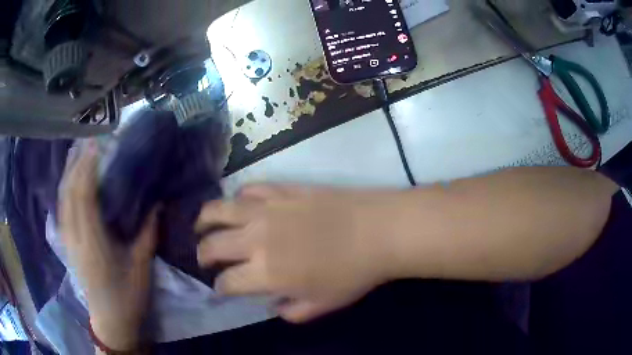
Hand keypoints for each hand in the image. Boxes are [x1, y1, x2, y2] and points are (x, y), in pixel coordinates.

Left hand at [59, 142, 157, 350]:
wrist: (110, 321)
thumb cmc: (128, 296)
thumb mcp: (142, 266)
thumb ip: (148, 233)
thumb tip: (157, 203)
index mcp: (93, 243)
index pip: (83, 197)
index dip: (87, 167)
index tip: (97, 144)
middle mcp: (75, 237)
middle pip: (69, 192)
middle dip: (76, 163)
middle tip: (89, 140)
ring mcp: (67, 239)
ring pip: (62, 198)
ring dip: (68, 172)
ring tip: (78, 152)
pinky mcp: (66, 242)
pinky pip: (62, 207)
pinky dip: (65, 187)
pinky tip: (70, 177)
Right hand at [196, 185, 401, 322]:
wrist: (377, 231)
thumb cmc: (352, 274)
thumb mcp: (321, 305)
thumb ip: (290, 312)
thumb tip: (272, 305)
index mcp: (265, 273)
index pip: (227, 282)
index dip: (221, 288)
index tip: (222, 289)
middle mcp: (256, 239)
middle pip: (213, 245)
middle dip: (202, 254)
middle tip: (203, 258)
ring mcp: (267, 209)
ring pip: (220, 210)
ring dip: (204, 219)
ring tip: (201, 225)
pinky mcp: (282, 189)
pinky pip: (250, 189)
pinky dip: (238, 197)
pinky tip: (238, 203)